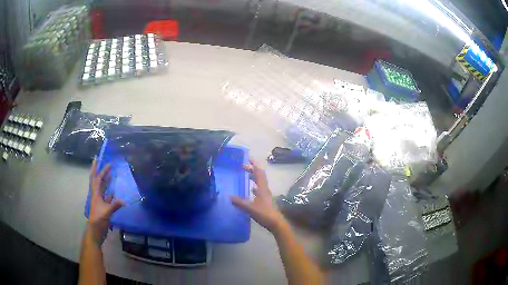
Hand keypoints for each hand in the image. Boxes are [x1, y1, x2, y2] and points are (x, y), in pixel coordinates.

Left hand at [87, 159, 122, 245]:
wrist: (95, 230)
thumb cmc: (98, 220)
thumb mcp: (106, 212)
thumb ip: (114, 205)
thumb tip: (124, 200)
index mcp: (95, 194)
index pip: (97, 179)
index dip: (100, 169)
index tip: (103, 160)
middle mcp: (96, 195)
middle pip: (96, 180)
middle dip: (98, 170)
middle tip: (101, 161)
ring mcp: (99, 201)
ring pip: (101, 187)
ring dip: (104, 179)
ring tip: (109, 173)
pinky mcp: (102, 206)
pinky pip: (106, 196)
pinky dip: (109, 192)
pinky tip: (113, 191)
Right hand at [231, 160, 285, 232]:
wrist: (276, 223)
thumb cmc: (264, 214)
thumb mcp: (250, 208)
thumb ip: (240, 202)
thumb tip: (229, 196)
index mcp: (262, 188)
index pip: (258, 173)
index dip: (253, 165)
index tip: (247, 159)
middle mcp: (265, 189)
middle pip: (260, 176)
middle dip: (253, 169)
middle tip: (244, 166)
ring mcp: (266, 195)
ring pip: (260, 182)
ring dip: (254, 177)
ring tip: (247, 174)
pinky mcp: (266, 200)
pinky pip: (260, 189)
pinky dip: (255, 186)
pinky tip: (251, 189)